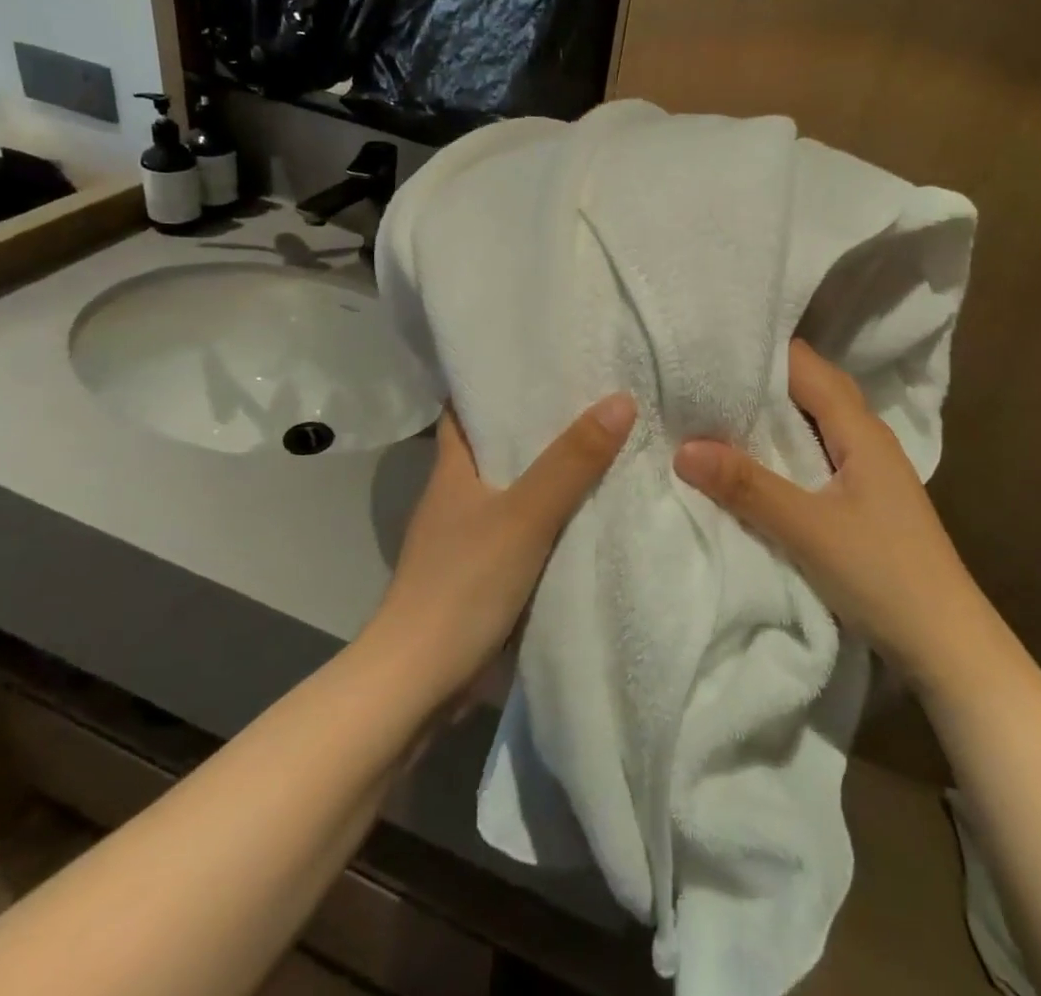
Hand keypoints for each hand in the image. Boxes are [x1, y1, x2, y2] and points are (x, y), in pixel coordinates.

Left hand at [366, 395, 635, 707]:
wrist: (419, 682)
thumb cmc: (463, 583)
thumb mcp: (525, 515)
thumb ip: (572, 461)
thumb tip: (620, 399)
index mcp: (452, 468)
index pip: (464, 407)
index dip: (493, 381)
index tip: (537, 359)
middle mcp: (456, 495)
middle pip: (496, 445)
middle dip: (537, 423)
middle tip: (592, 394)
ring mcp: (467, 537)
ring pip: (512, 489)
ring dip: (548, 472)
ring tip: (602, 443)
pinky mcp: (481, 573)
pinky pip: (523, 529)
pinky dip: (550, 517)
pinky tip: (588, 511)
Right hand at [673, 341, 969, 670]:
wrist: (946, 644)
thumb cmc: (883, 575)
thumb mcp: (807, 529)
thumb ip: (747, 486)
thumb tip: (683, 448)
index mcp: (860, 430)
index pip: (806, 366)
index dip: (762, 351)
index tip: (710, 345)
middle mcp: (867, 438)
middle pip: (813, 387)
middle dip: (763, 377)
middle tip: (706, 373)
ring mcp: (868, 468)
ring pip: (815, 420)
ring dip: (774, 411)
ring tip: (718, 406)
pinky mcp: (863, 497)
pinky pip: (817, 450)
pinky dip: (785, 443)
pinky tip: (757, 457)